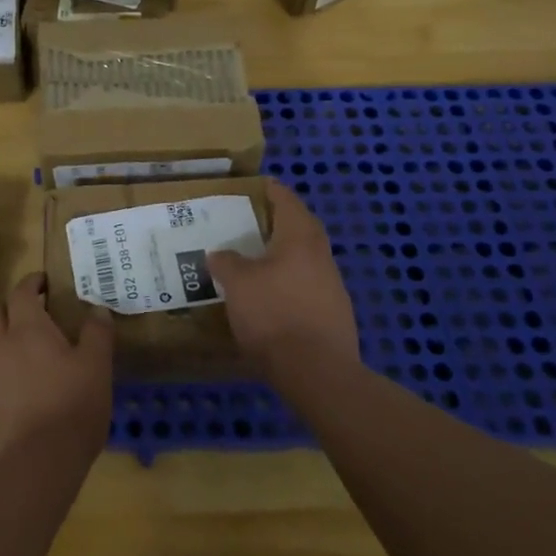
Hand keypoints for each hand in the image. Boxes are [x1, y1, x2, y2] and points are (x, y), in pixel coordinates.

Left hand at [0, 273, 113, 465]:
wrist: (35, 464)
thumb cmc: (71, 405)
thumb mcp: (96, 366)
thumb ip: (97, 334)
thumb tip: (97, 309)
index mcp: (28, 330)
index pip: (21, 292)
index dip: (32, 282)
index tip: (44, 281)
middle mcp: (2, 347)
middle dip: (11, 306)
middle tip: (35, 311)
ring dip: (9, 341)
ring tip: (37, 354)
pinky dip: (9, 374)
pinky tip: (30, 392)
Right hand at [208, 181, 359, 372]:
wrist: (317, 371)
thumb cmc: (273, 314)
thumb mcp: (238, 284)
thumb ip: (227, 263)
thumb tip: (220, 254)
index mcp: (299, 238)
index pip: (287, 201)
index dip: (272, 190)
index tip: (257, 185)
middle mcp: (321, 256)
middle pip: (302, 228)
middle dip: (280, 222)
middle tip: (253, 221)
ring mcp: (333, 286)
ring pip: (307, 259)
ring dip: (286, 255)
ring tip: (257, 260)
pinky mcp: (335, 314)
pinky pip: (309, 285)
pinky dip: (291, 282)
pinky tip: (273, 297)